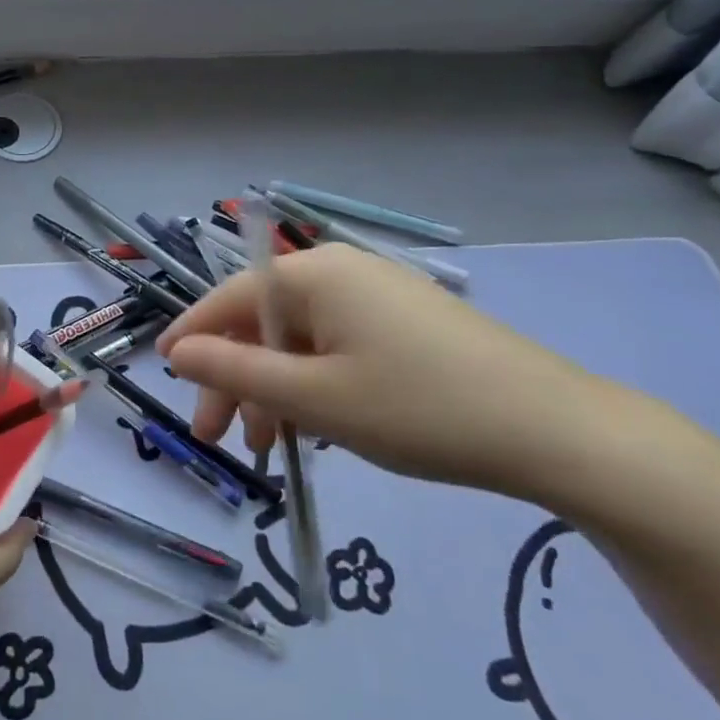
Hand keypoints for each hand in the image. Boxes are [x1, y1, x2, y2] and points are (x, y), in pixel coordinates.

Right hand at [157, 243, 643, 503]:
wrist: (556, 432)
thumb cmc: (418, 409)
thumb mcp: (314, 397)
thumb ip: (235, 371)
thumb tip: (176, 351)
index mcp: (314, 275)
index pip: (229, 298)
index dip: (193, 336)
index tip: (163, 372)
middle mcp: (342, 271)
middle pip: (264, 321)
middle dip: (236, 378)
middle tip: (220, 437)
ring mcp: (379, 295)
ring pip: (301, 339)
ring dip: (275, 389)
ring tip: (272, 448)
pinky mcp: (407, 322)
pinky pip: (338, 346)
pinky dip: (316, 384)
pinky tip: (319, 427)